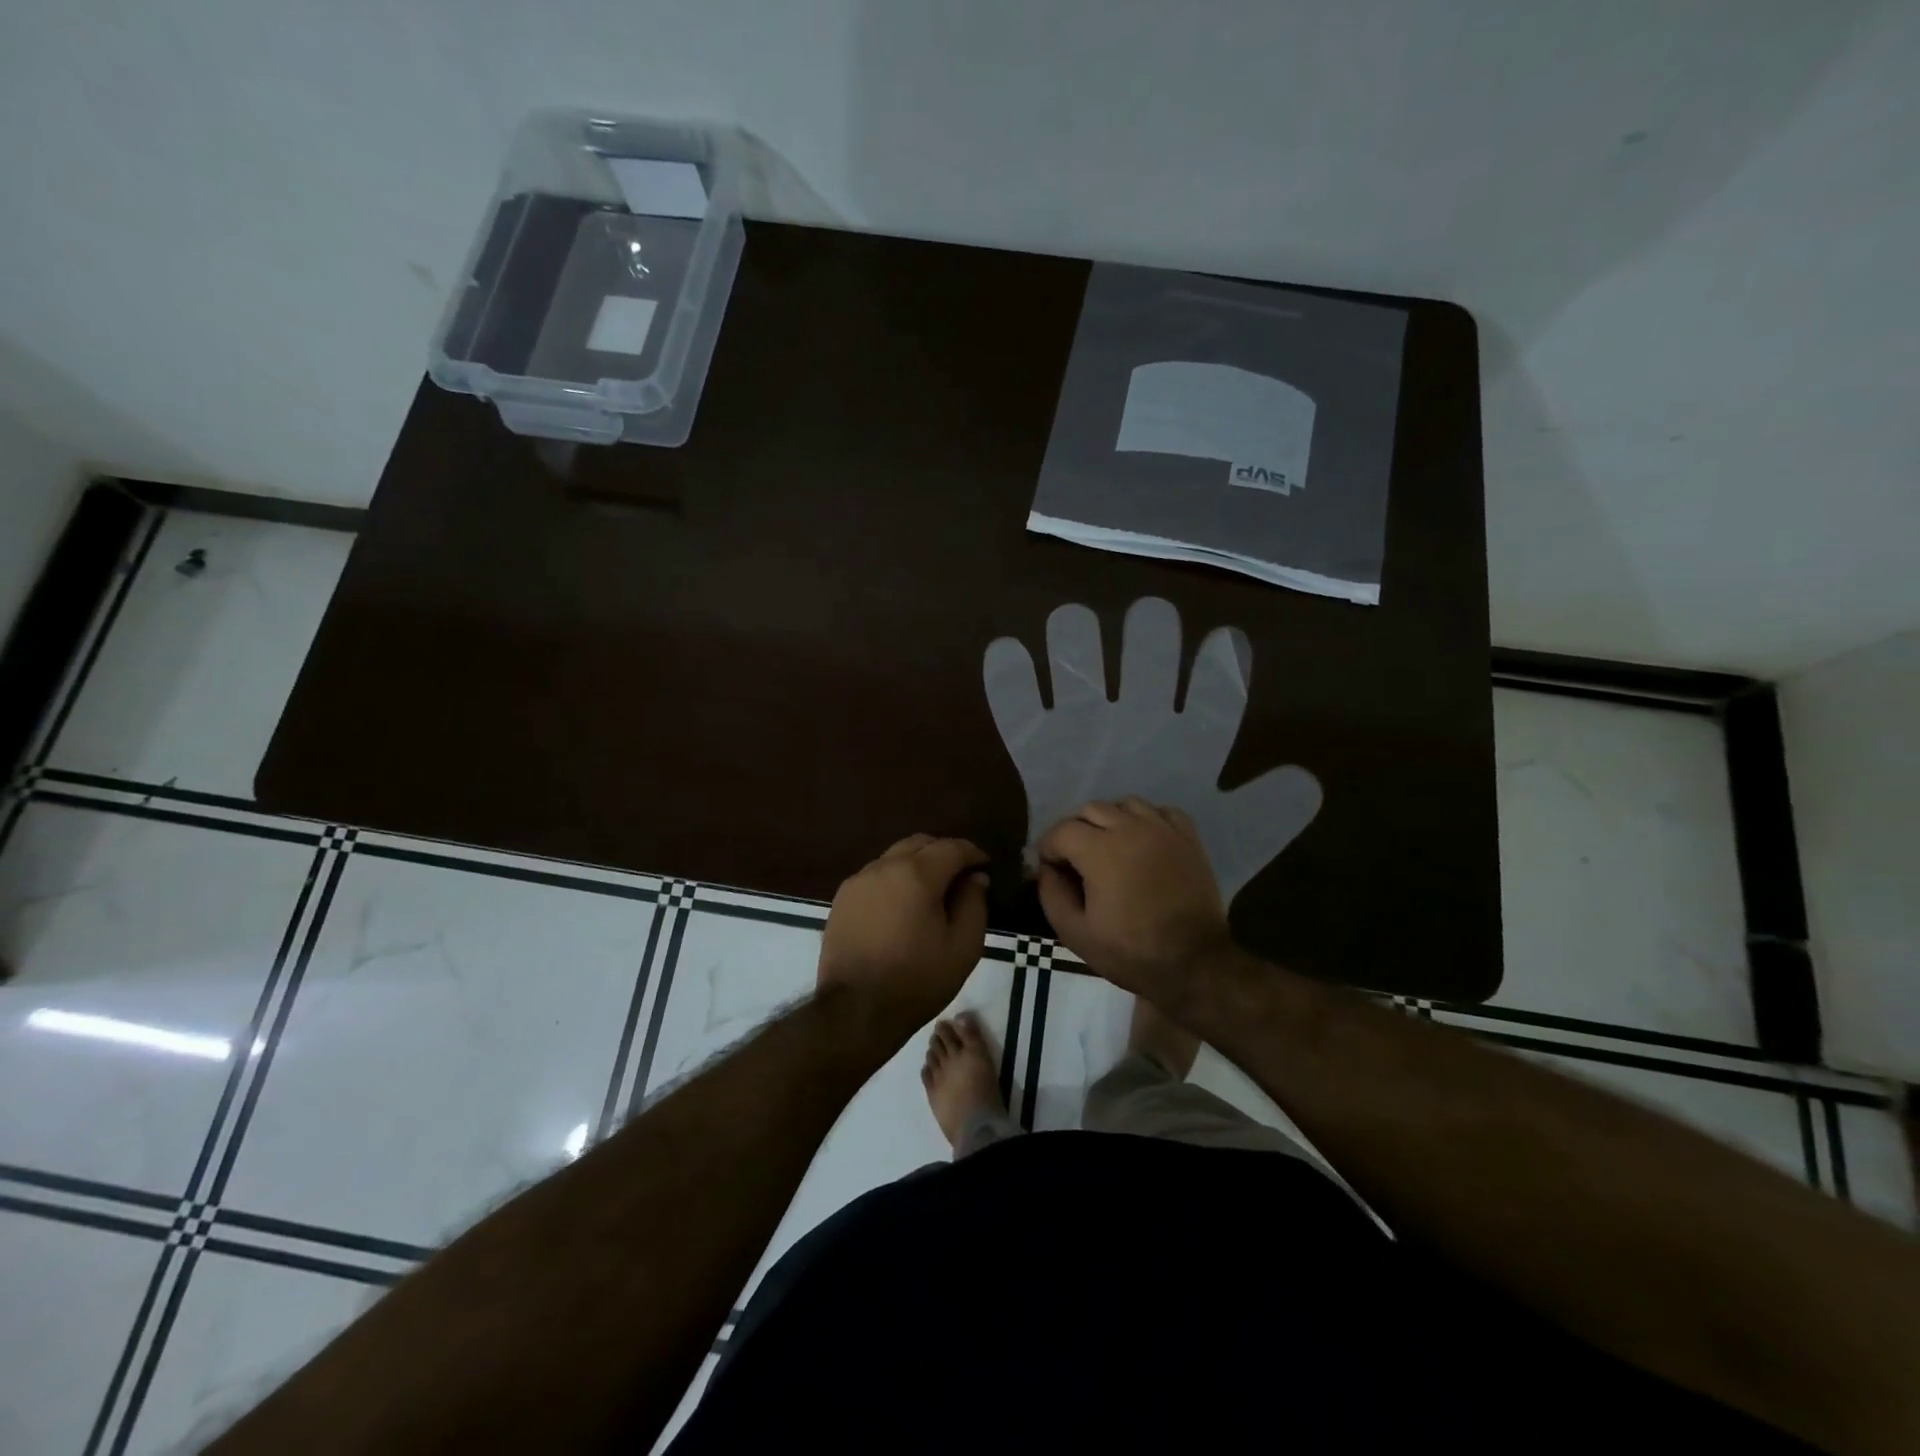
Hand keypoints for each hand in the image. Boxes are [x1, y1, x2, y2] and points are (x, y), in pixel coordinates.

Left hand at [817, 834, 990, 1034]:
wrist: (855, 1011)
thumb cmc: (917, 979)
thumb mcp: (963, 947)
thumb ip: (974, 904)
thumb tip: (975, 879)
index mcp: (917, 874)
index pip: (952, 847)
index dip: (973, 853)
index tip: (985, 865)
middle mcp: (884, 867)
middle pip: (919, 844)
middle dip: (943, 853)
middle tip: (959, 875)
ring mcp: (858, 881)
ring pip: (894, 857)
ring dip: (916, 865)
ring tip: (930, 891)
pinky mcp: (841, 900)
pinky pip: (874, 876)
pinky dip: (894, 880)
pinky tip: (901, 905)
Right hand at [1036, 798, 1232, 1009]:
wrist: (1194, 964)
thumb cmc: (1131, 952)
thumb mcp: (1075, 933)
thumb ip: (1051, 894)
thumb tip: (1046, 869)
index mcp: (1100, 851)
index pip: (1061, 831)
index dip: (1048, 849)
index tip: (1050, 870)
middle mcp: (1130, 829)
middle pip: (1090, 810)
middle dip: (1074, 831)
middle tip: (1075, 860)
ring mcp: (1163, 830)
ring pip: (1125, 804)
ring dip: (1110, 821)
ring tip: (1109, 848)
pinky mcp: (1188, 838)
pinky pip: (1161, 811)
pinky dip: (1146, 820)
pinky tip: (1143, 841)